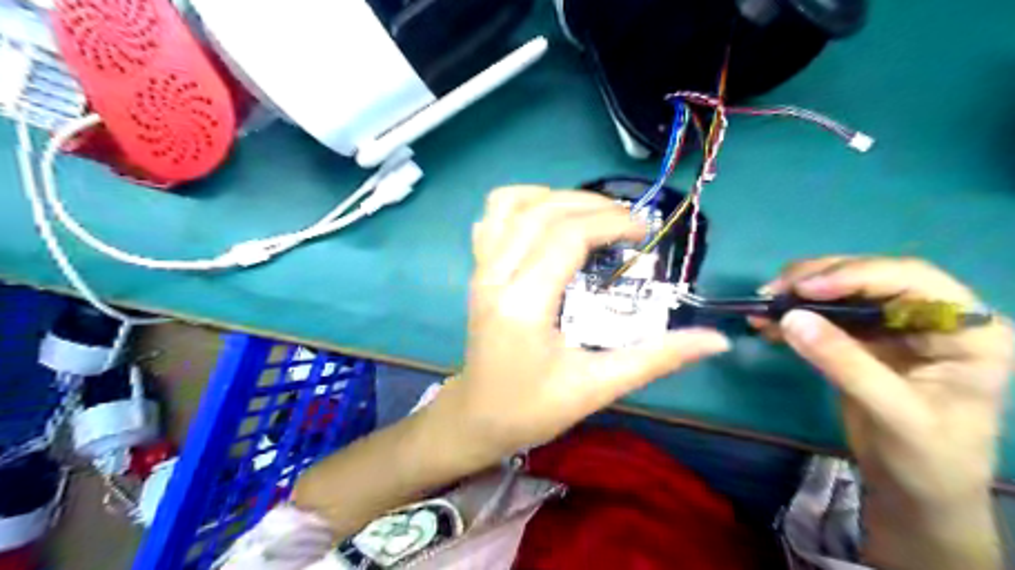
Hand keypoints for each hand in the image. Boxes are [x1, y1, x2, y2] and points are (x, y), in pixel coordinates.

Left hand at [431, 188, 733, 462]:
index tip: (645, 232)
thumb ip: (656, 358)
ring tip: (589, 214)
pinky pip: (491, 218)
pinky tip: (547, 220)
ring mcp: (480, 270)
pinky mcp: (477, 272)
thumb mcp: (597, 387)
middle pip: (542, 211)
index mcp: (523, 303)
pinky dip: (521, 204)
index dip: (611, 222)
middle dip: (591, 204)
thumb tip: (716, 340)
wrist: (478, 419)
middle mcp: (495, 275)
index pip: (567, 236)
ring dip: (555, 197)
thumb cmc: (533, 408)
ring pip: (511, 205)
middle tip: (628, 222)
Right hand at [756, 259, 1010, 569]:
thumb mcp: (893, 412)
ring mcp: (895, 327)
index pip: (911, 279)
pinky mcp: (863, 340)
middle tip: (773, 291)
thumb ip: (845, 362)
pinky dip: (795, 316)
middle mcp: (932, 317)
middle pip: (871, 277)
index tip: (805, 288)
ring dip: (799, 295)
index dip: (856, 275)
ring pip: (843, 291)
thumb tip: (791, 318)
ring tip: (763, 304)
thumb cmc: (928, 458)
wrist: (915, 492)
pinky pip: (825, 316)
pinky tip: (768, 323)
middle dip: (818, 279)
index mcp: (967, 329)